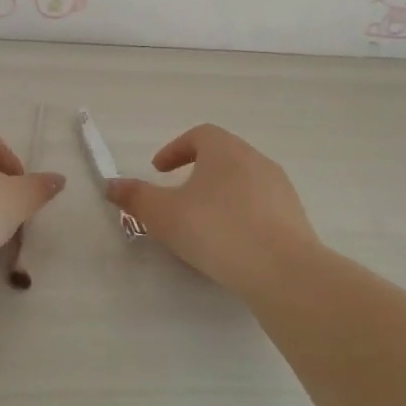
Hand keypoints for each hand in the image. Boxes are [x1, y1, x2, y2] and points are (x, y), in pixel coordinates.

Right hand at [105, 124, 319, 295]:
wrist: (282, 270)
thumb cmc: (216, 230)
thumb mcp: (163, 215)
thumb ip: (135, 197)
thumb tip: (110, 184)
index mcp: (225, 150)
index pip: (199, 135)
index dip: (175, 150)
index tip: (158, 171)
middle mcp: (256, 160)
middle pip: (223, 156)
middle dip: (197, 172)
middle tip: (178, 195)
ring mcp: (280, 188)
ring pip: (243, 182)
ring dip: (220, 195)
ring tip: (203, 223)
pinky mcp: (294, 217)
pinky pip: (261, 207)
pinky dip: (241, 215)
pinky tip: (231, 244)